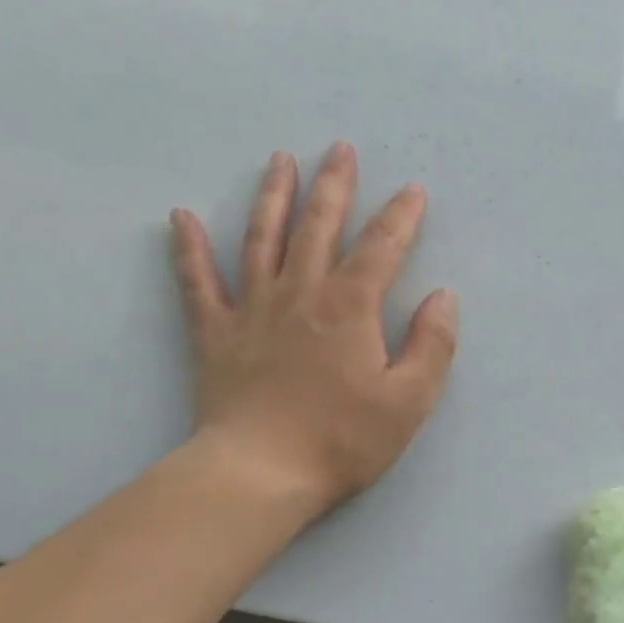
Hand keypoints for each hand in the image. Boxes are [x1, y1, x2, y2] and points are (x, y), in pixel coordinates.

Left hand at [169, 142, 457, 513]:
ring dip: (272, 197)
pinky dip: (188, 248)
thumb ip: (432, 345)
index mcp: (350, 307)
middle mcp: (300, 293)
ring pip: (261, 238)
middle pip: (318, 226)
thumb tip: (442, 298)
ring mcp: (251, 309)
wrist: (261, 472)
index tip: (413, 191)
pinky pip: (197, 281)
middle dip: (334, 186)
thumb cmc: (343, 440)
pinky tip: (181, 217)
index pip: (381, 248)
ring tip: (280, 161)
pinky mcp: (214, 333)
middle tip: (340, 150)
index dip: (401, 217)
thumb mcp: (409, 400)